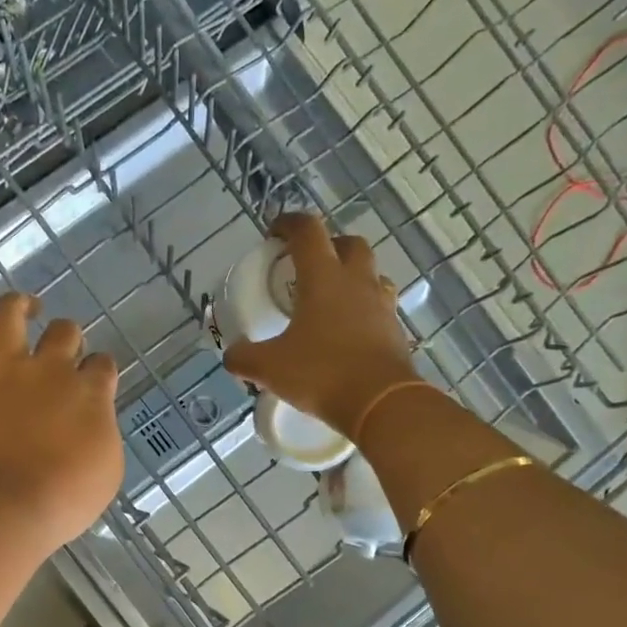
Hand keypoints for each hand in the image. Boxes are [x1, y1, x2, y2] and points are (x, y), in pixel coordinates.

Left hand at [0, 272, 123, 548]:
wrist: (4, 508)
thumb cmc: (62, 500)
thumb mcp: (106, 472)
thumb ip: (101, 434)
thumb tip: (93, 419)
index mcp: (90, 393)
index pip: (102, 366)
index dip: (99, 371)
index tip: (94, 382)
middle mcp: (51, 369)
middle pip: (65, 335)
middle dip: (68, 339)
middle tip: (62, 353)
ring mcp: (5, 368)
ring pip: (14, 318)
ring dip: (21, 306)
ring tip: (25, 304)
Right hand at [222, 213, 420, 436]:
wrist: (380, 402)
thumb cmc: (321, 373)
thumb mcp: (270, 368)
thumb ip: (244, 358)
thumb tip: (231, 356)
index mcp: (323, 278)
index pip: (307, 231)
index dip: (289, 224)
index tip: (274, 233)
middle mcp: (356, 281)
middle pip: (348, 243)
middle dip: (328, 246)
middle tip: (308, 265)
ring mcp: (381, 304)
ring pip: (370, 272)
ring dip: (351, 275)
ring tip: (331, 297)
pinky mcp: (395, 328)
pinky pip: (379, 305)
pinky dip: (364, 308)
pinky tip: (349, 329)